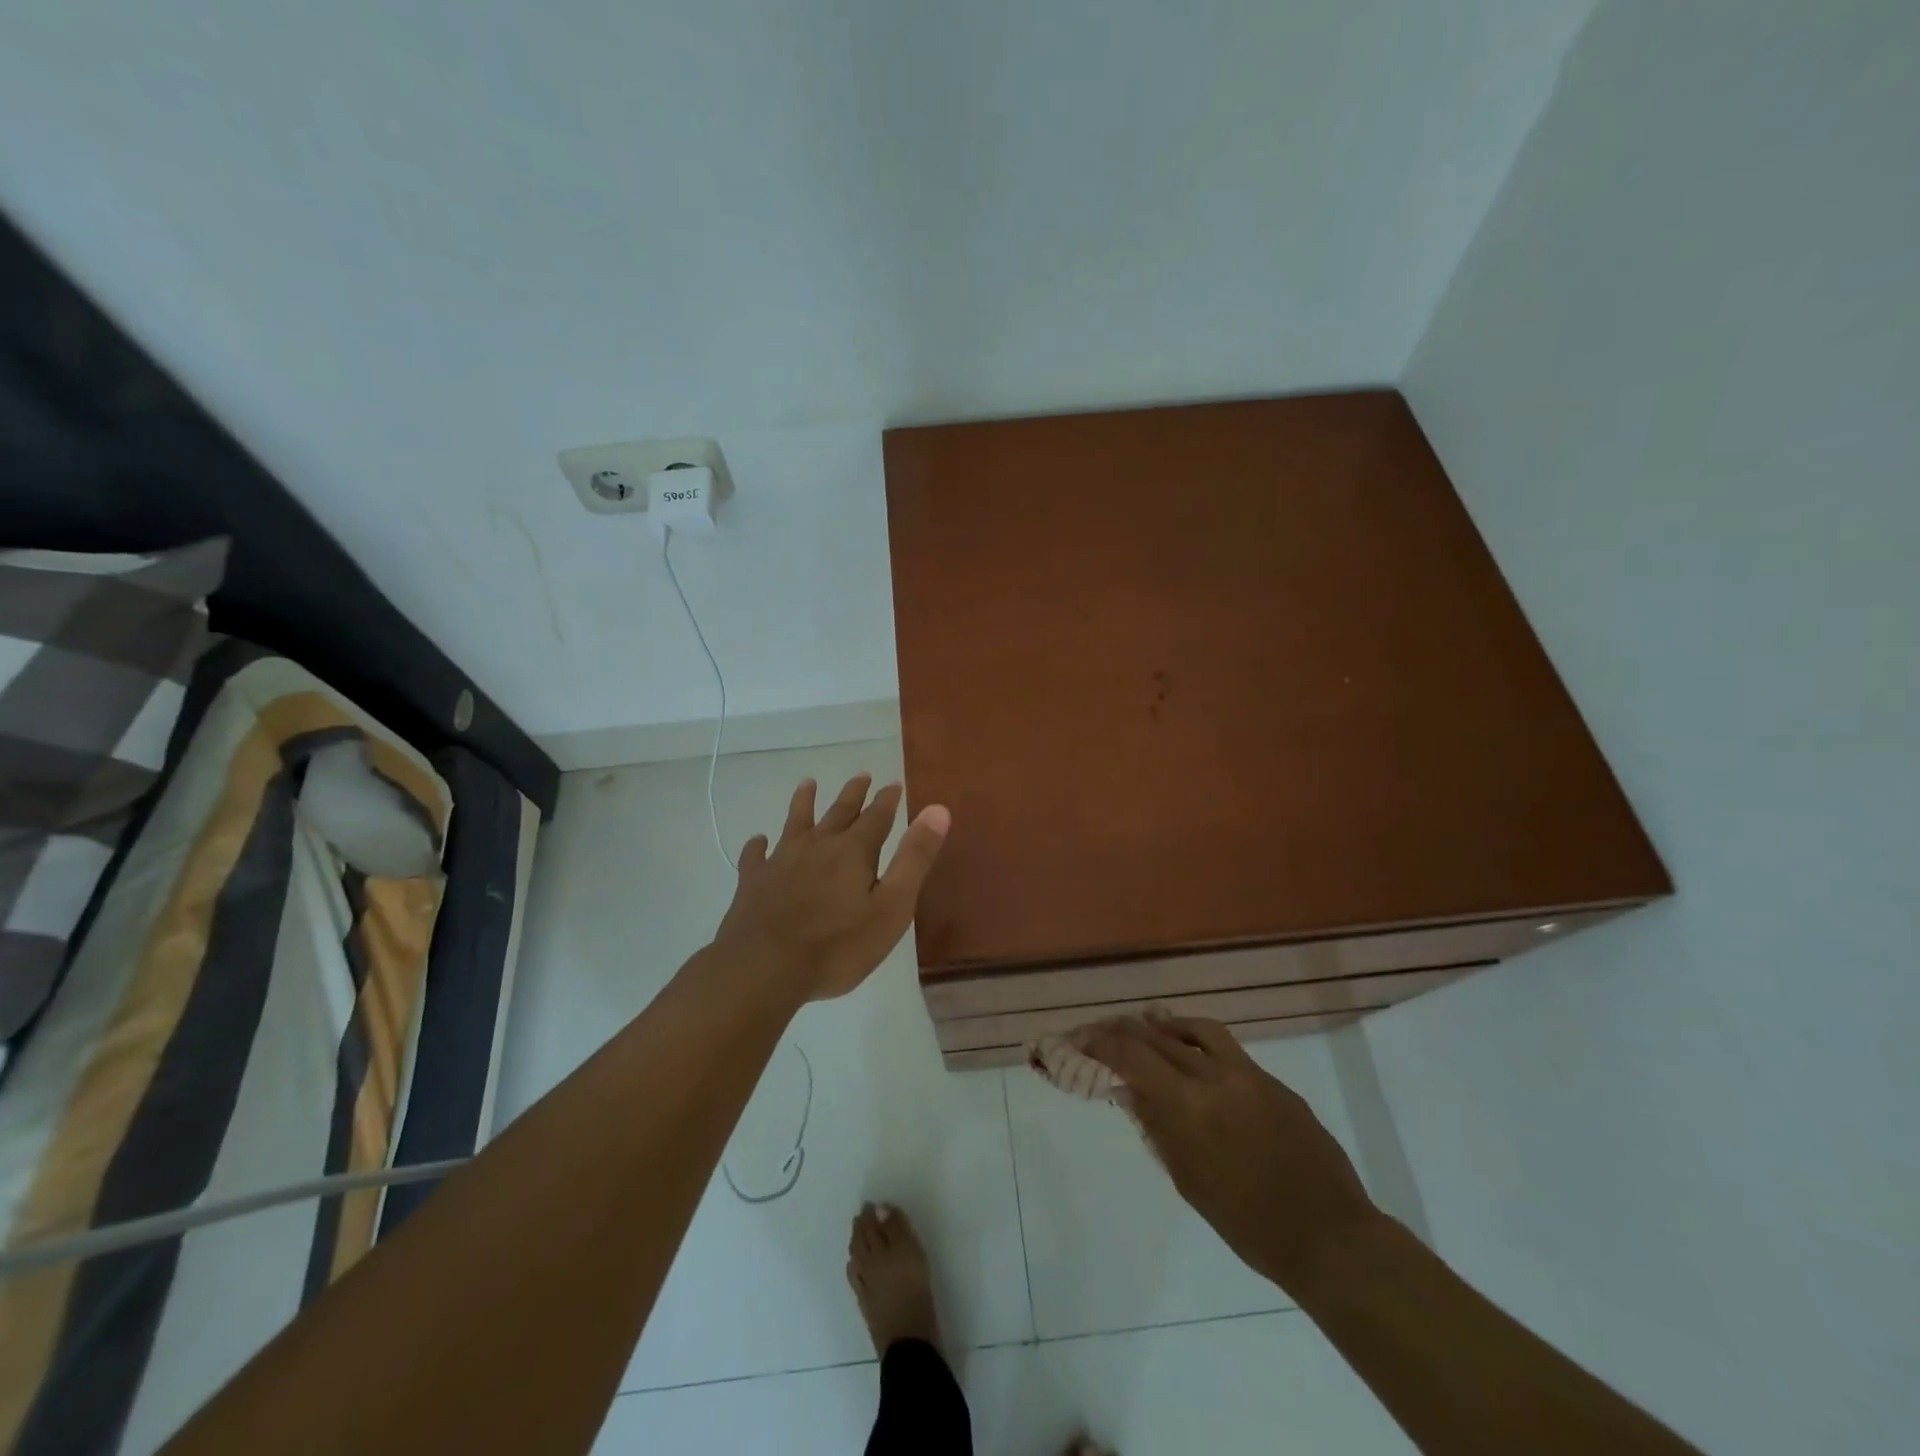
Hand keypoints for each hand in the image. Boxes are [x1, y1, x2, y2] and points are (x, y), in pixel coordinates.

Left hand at [714, 774, 950, 1001]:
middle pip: (838, 813)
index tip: (894, 783)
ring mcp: (781, 862)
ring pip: (796, 823)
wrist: (764, 968)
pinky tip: (759, 841)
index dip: (887, 800)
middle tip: (861, 775)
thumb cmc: (838, 945)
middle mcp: (817, 847)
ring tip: (808, 784)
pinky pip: (756, 856)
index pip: (876, 817)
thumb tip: (937, 809)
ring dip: (804, 802)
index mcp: (853, 852)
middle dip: (853, 794)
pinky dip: (759, 846)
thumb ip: (914, 858)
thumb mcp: (892, 906)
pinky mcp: (753, 882)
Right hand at [1082, 1015, 1377, 1295]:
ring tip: (1147, 1026)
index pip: (1133, 1057)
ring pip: (1198, 1030)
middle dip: (1125, 1031)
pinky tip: (1195, 1058)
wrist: (1330, 1238)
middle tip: (1102, 1032)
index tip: (1080, 1040)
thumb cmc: (1249, 1225)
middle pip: (1159, 1037)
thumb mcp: (1189, 1181)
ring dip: (1166, 1026)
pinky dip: (1201, 1044)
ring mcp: (1250, 1074)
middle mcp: (1216, 1077)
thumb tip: (1128, 1089)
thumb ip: (1157, 1127)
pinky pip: (1228, 1050)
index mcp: (1190, 1107)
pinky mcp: (1275, 1082)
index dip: (1101, 1044)